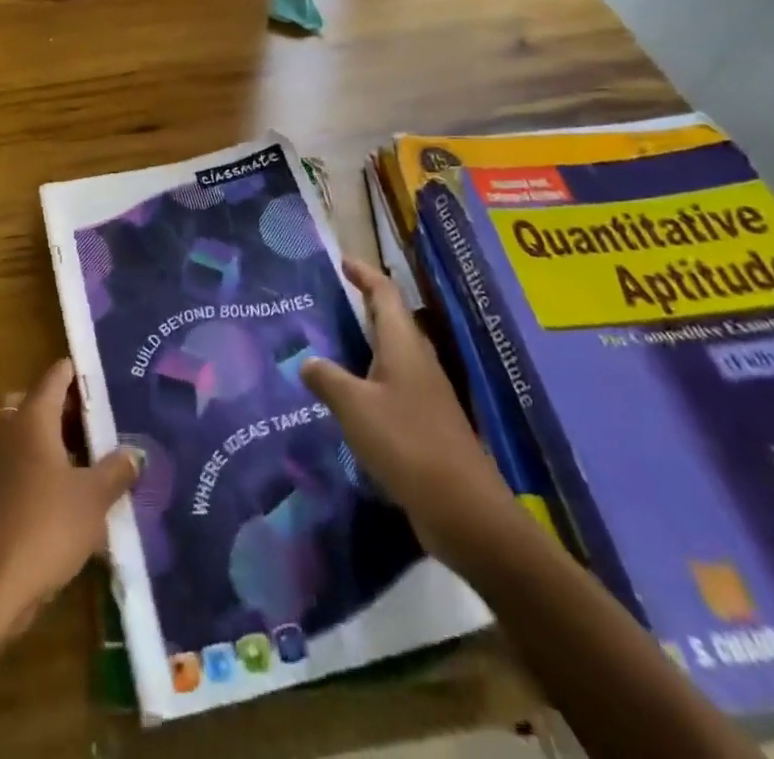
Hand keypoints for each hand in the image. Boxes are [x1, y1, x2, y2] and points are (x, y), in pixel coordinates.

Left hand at [0, 358, 141, 641]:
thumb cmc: (45, 528)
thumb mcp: (93, 499)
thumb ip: (116, 470)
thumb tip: (134, 452)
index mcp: (32, 417)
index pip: (56, 375)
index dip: (81, 371)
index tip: (108, 375)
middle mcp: (10, 430)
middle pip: (39, 402)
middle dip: (68, 408)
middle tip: (102, 420)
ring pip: (29, 435)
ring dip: (56, 441)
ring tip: (94, 457)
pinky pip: (22, 465)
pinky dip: (43, 469)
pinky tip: (71, 495)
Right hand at [303, 258, 520, 568]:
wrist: (465, 512)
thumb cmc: (407, 444)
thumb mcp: (355, 407)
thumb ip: (328, 379)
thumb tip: (309, 361)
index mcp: (404, 346)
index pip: (385, 294)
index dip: (364, 274)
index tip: (343, 261)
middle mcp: (418, 363)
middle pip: (393, 321)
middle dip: (366, 305)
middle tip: (333, 299)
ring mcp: (427, 395)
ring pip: (393, 355)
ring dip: (367, 344)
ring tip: (333, 343)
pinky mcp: (427, 425)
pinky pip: (393, 386)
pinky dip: (369, 379)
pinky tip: (350, 397)